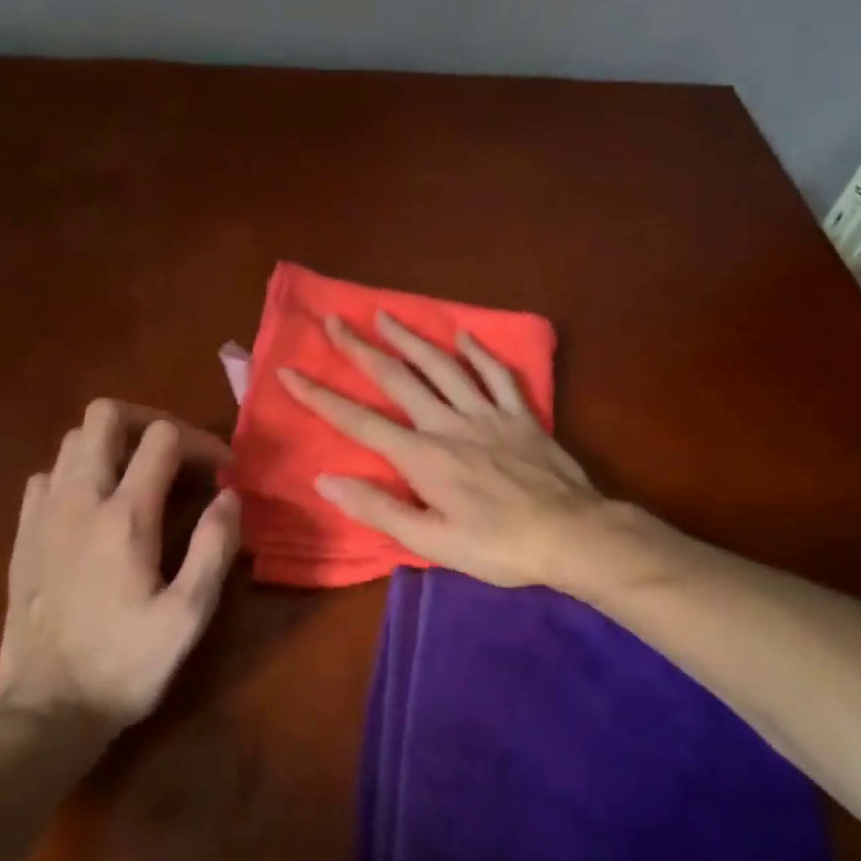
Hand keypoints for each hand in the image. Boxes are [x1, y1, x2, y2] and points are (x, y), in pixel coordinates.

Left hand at [0, 399, 241, 727]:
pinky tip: (95, 507)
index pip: (163, 438)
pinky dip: (76, 473)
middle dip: (149, 421)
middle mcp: (80, 500)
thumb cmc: (127, 664)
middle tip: (177, 456)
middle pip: (105, 415)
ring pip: (72, 439)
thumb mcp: (189, 615)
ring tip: (141, 477)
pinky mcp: (23, 535)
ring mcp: (44, 514)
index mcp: (126, 516)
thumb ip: (214, 548)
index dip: (201, 442)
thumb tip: (230, 496)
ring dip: (112, 444)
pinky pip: (47, 475)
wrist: (48, 709)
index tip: (222, 472)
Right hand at [279, 311, 603, 587]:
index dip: (321, 396)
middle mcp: (449, 424)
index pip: (360, 421)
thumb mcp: (432, 541)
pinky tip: (465, 336)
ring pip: (443, 367)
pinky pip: (498, 375)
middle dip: (362, 349)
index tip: (290, 371)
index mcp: (423, 458)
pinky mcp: (521, 415)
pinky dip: (480, 353)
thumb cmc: (498, 546)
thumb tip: (326, 480)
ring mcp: (488, 414)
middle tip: (336, 321)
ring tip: (386, 315)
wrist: (571, 535)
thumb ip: (379, 509)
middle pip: (398, 379)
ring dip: (412, 339)